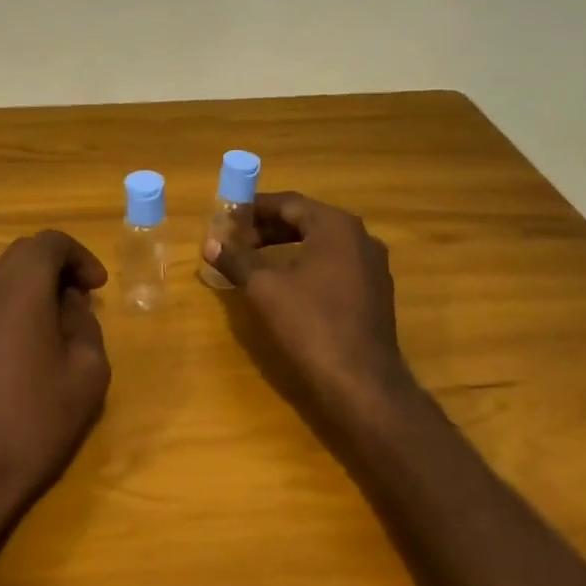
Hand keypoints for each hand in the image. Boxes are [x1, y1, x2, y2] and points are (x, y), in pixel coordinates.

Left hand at [0, 230, 110, 529]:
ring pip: (4, 276)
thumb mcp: (87, 371)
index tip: (98, 287)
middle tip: (84, 296)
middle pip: (24, 253)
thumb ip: (85, 323)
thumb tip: (70, 304)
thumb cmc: (36, 420)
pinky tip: (33, 341)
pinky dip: (16, 303)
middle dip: (58, 266)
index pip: (50, 243)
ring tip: (62, 320)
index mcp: (20, 288)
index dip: (80, 256)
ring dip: (36, 285)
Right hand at [206, 191, 417, 421]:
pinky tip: (286, 284)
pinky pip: (335, 265)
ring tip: (254, 260)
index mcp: (336, 226)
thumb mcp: (265, 288)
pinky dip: (306, 265)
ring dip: (286, 247)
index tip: (227, 217)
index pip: (288, 203)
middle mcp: (360, 237)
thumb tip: (210, 243)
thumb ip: (237, 260)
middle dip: (267, 229)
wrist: (362, 382)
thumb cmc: (311, 324)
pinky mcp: (374, 292)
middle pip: (306, 221)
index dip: (254, 209)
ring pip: (321, 244)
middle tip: (236, 241)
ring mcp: (372, 266)